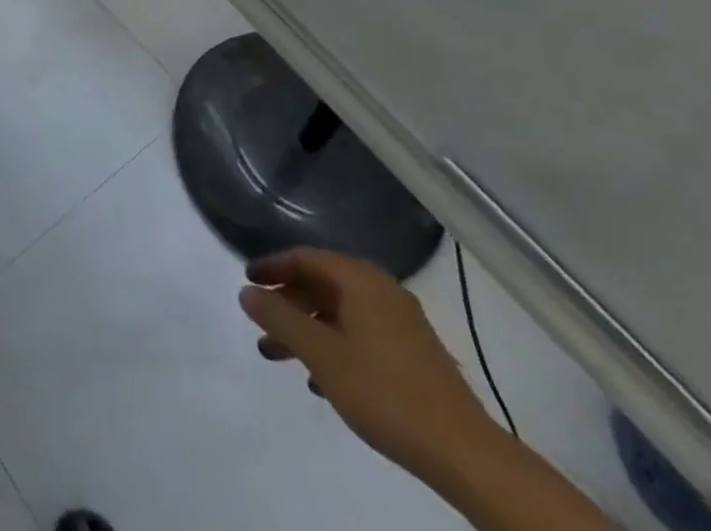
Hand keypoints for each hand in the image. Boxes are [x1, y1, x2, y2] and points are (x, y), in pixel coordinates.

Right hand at [239, 248, 497, 481]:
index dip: (272, 266)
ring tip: (279, 356)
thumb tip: (246, 291)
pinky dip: (333, 346)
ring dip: (307, 329)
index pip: (305, 257)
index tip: (247, 281)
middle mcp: (382, 291)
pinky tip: (321, 379)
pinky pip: (360, 334)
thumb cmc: (384, 391)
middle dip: (287, 304)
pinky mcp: (413, 354)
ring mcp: (401, 323)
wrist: (464, 453)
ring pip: (340, 313)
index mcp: (360, 280)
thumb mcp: (320, 353)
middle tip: (260, 324)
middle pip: (322, 285)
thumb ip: (279, 318)